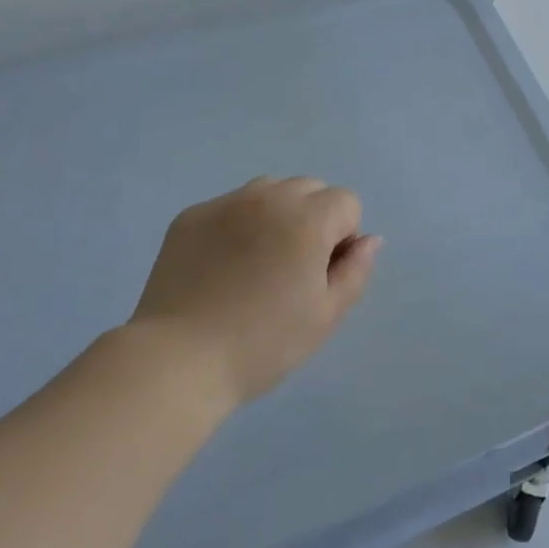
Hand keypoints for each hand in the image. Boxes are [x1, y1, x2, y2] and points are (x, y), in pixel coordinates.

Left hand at [127, 177, 381, 407]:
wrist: (179, 359)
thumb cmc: (264, 343)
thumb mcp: (326, 316)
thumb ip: (356, 271)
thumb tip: (369, 240)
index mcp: (308, 218)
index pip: (346, 202)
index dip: (343, 237)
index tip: (322, 275)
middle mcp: (268, 197)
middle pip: (309, 188)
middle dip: (313, 219)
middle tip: (292, 269)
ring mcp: (225, 203)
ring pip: (268, 191)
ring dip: (276, 215)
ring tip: (258, 262)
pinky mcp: (190, 216)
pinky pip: (229, 207)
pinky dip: (237, 225)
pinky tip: (222, 267)